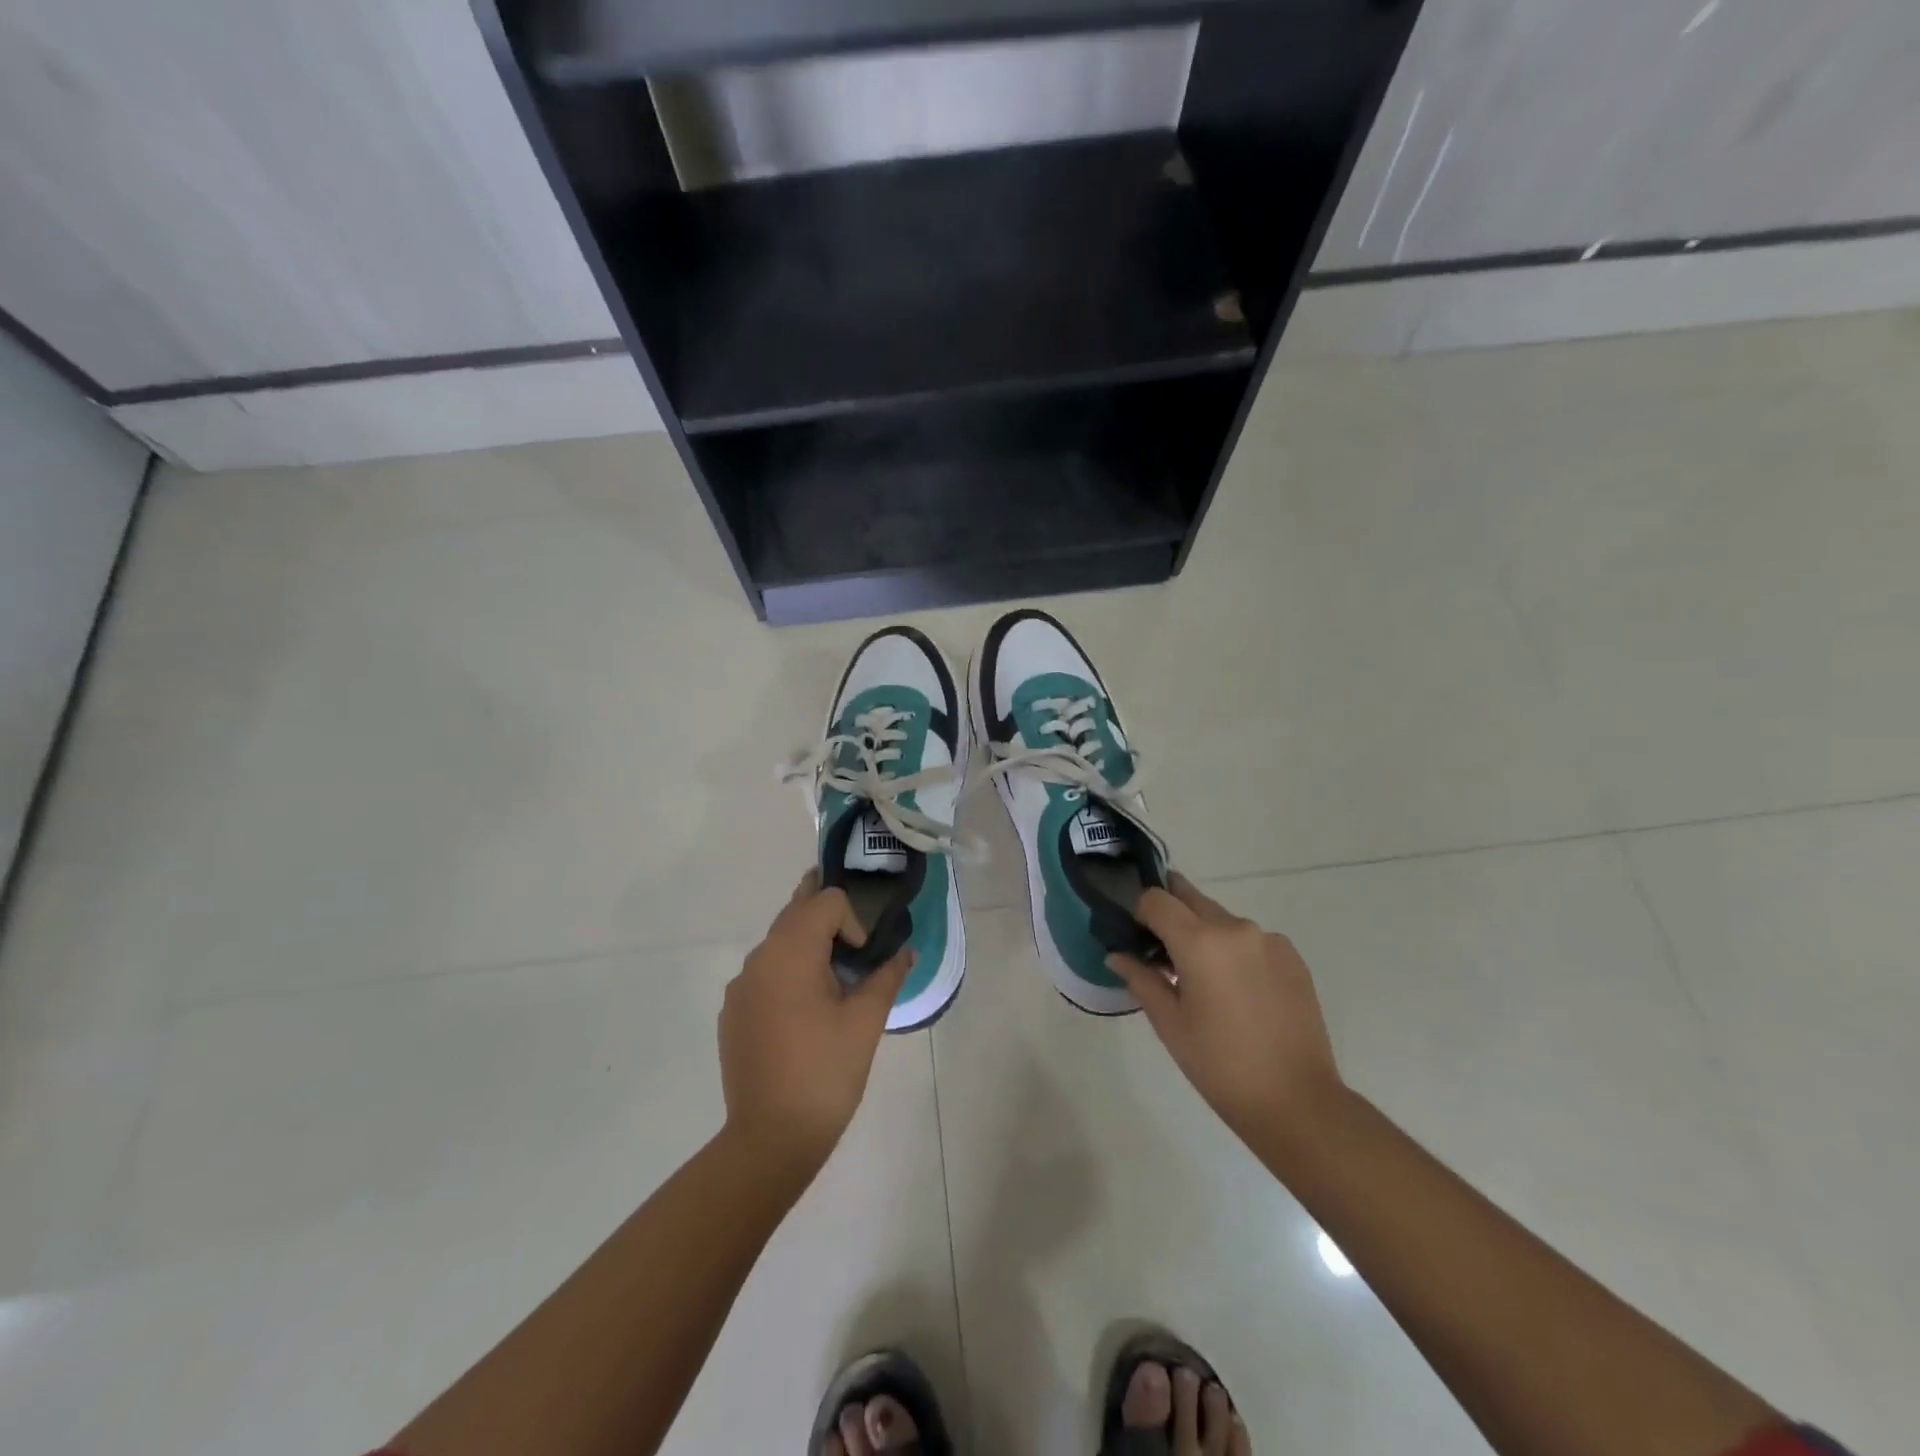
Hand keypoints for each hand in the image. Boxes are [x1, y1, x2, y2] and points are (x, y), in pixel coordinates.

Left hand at [718, 871, 912, 1180]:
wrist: (770, 1139)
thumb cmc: (825, 1073)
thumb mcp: (866, 1022)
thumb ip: (887, 977)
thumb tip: (905, 953)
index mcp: (790, 952)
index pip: (825, 901)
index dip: (853, 920)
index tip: (864, 959)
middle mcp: (759, 959)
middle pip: (796, 913)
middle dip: (827, 917)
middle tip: (856, 936)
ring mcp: (740, 987)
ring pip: (778, 943)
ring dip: (808, 945)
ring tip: (834, 981)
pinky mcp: (733, 1013)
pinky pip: (764, 974)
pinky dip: (788, 974)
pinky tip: (804, 1015)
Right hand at [1109, 875, 1343, 1150]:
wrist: (1297, 1101)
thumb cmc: (1220, 1065)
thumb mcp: (1169, 1023)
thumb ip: (1140, 979)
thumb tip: (1117, 955)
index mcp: (1200, 941)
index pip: (1156, 899)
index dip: (1139, 911)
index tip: (1136, 938)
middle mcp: (1235, 928)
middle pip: (1190, 898)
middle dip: (1170, 914)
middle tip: (1161, 950)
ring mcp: (1269, 940)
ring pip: (1221, 919)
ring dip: (1203, 934)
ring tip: (1203, 980)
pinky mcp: (1292, 957)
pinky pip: (1250, 939)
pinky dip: (1234, 951)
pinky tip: (1237, 991)